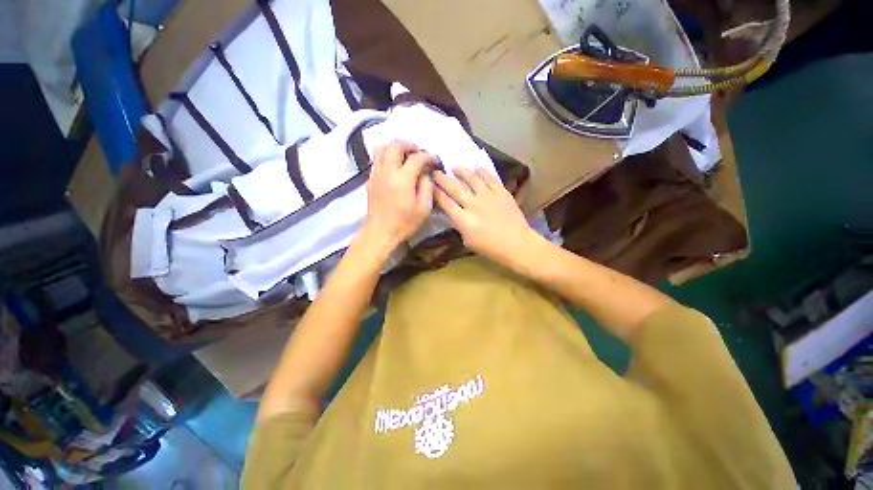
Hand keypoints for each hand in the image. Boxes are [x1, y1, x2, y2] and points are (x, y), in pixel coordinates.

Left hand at [360, 141, 435, 255]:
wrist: (380, 232)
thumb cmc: (404, 223)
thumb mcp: (424, 208)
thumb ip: (427, 186)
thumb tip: (426, 173)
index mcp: (403, 179)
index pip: (417, 158)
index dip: (428, 156)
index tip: (435, 161)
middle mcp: (387, 171)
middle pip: (396, 145)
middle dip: (410, 144)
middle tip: (419, 152)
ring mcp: (376, 174)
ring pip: (382, 148)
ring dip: (395, 147)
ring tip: (405, 154)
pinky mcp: (370, 179)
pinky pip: (377, 159)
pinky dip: (386, 155)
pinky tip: (394, 166)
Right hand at [433, 167, 540, 268]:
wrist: (517, 244)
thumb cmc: (491, 248)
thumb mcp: (468, 241)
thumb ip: (459, 226)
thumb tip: (455, 214)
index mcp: (464, 220)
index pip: (445, 203)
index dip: (436, 193)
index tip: (430, 186)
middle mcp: (474, 205)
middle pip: (455, 188)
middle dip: (443, 179)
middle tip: (436, 172)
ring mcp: (488, 196)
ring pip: (472, 178)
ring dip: (461, 171)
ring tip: (454, 166)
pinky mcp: (501, 192)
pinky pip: (490, 178)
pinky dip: (482, 171)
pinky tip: (476, 167)